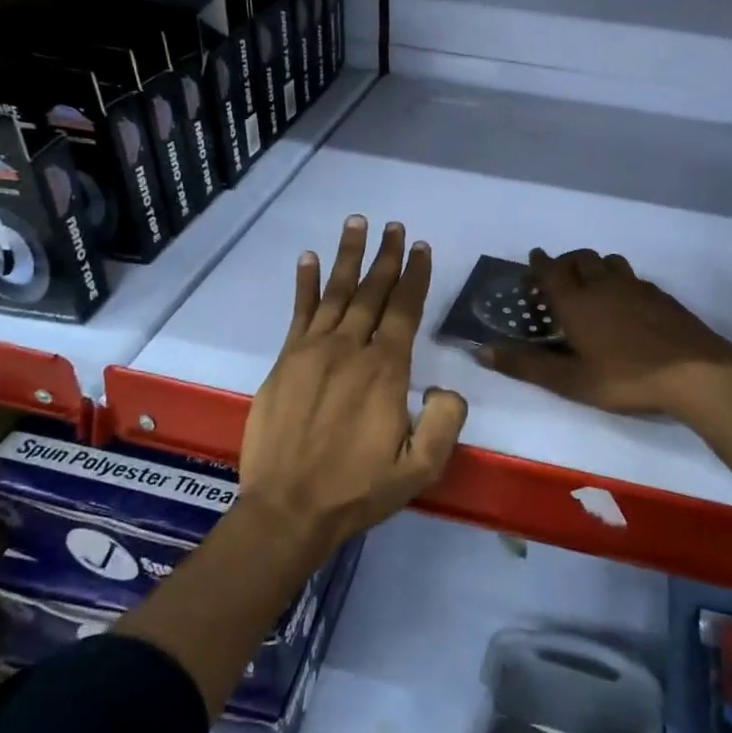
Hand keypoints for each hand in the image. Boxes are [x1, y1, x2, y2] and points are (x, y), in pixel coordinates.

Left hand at [238, 216, 467, 551]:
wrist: (288, 509)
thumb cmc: (357, 490)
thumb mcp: (421, 469)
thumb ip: (446, 423)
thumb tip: (446, 388)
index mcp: (386, 371)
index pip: (405, 310)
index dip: (415, 276)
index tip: (421, 248)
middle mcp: (351, 349)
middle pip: (372, 292)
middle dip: (387, 257)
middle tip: (395, 226)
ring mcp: (313, 351)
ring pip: (336, 292)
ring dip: (348, 256)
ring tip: (357, 223)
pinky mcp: (285, 361)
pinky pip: (298, 312)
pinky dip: (303, 283)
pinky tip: (308, 258)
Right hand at [480, 248, 731, 418]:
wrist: (694, 372)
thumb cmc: (626, 379)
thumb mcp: (570, 382)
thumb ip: (526, 366)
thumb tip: (480, 352)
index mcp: (577, 303)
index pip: (552, 272)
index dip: (540, 263)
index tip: (534, 257)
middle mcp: (603, 286)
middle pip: (580, 258)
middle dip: (565, 261)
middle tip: (558, 273)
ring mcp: (636, 287)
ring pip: (609, 262)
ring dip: (594, 265)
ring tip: (590, 281)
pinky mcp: (660, 295)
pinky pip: (632, 276)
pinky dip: (619, 278)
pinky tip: (625, 299)